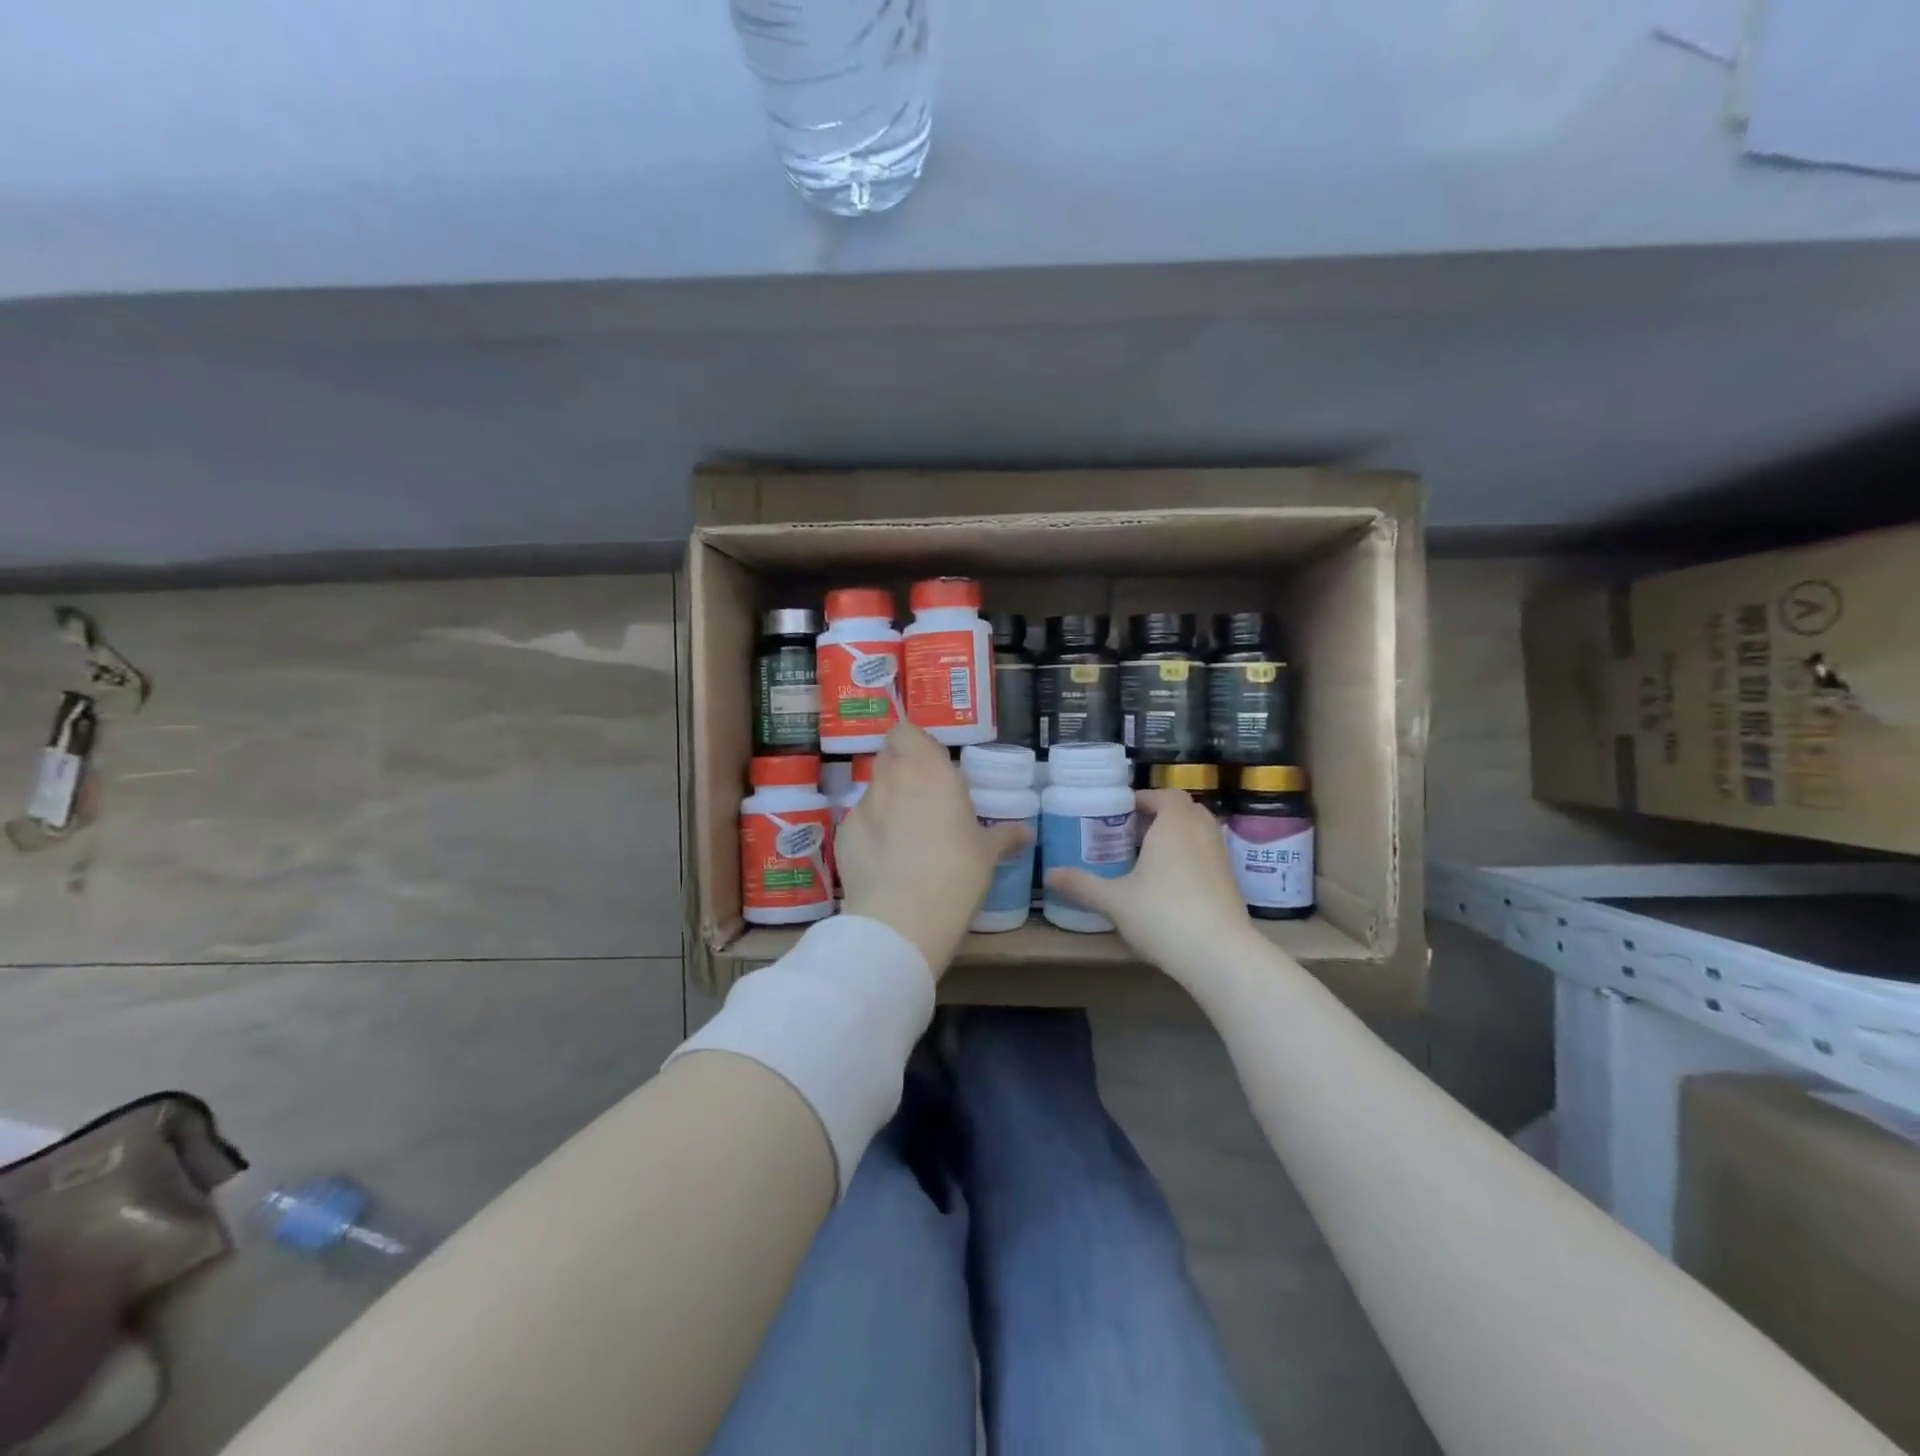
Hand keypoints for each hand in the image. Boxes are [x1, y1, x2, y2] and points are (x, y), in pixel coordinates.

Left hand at [836, 723, 1029, 977]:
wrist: (901, 919)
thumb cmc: (956, 875)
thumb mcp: (987, 855)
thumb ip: (1004, 835)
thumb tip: (1026, 832)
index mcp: (930, 771)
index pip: (907, 732)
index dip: (915, 744)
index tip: (931, 763)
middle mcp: (893, 778)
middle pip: (889, 755)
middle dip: (902, 768)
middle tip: (923, 795)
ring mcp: (863, 805)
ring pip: (874, 788)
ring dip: (888, 799)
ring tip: (905, 832)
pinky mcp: (843, 833)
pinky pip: (860, 820)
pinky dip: (871, 830)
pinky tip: (885, 858)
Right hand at [1046, 788, 1260, 983]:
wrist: (1220, 955)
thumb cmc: (1163, 914)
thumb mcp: (1114, 900)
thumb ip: (1082, 885)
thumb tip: (1048, 875)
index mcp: (1174, 824)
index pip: (1165, 795)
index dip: (1143, 799)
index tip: (1121, 811)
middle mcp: (1202, 833)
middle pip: (1184, 810)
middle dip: (1159, 816)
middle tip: (1131, 833)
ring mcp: (1221, 858)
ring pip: (1199, 834)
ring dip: (1176, 837)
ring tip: (1147, 858)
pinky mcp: (1231, 883)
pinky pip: (1207, 857)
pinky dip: (1190, 859)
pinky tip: (1168, 885)